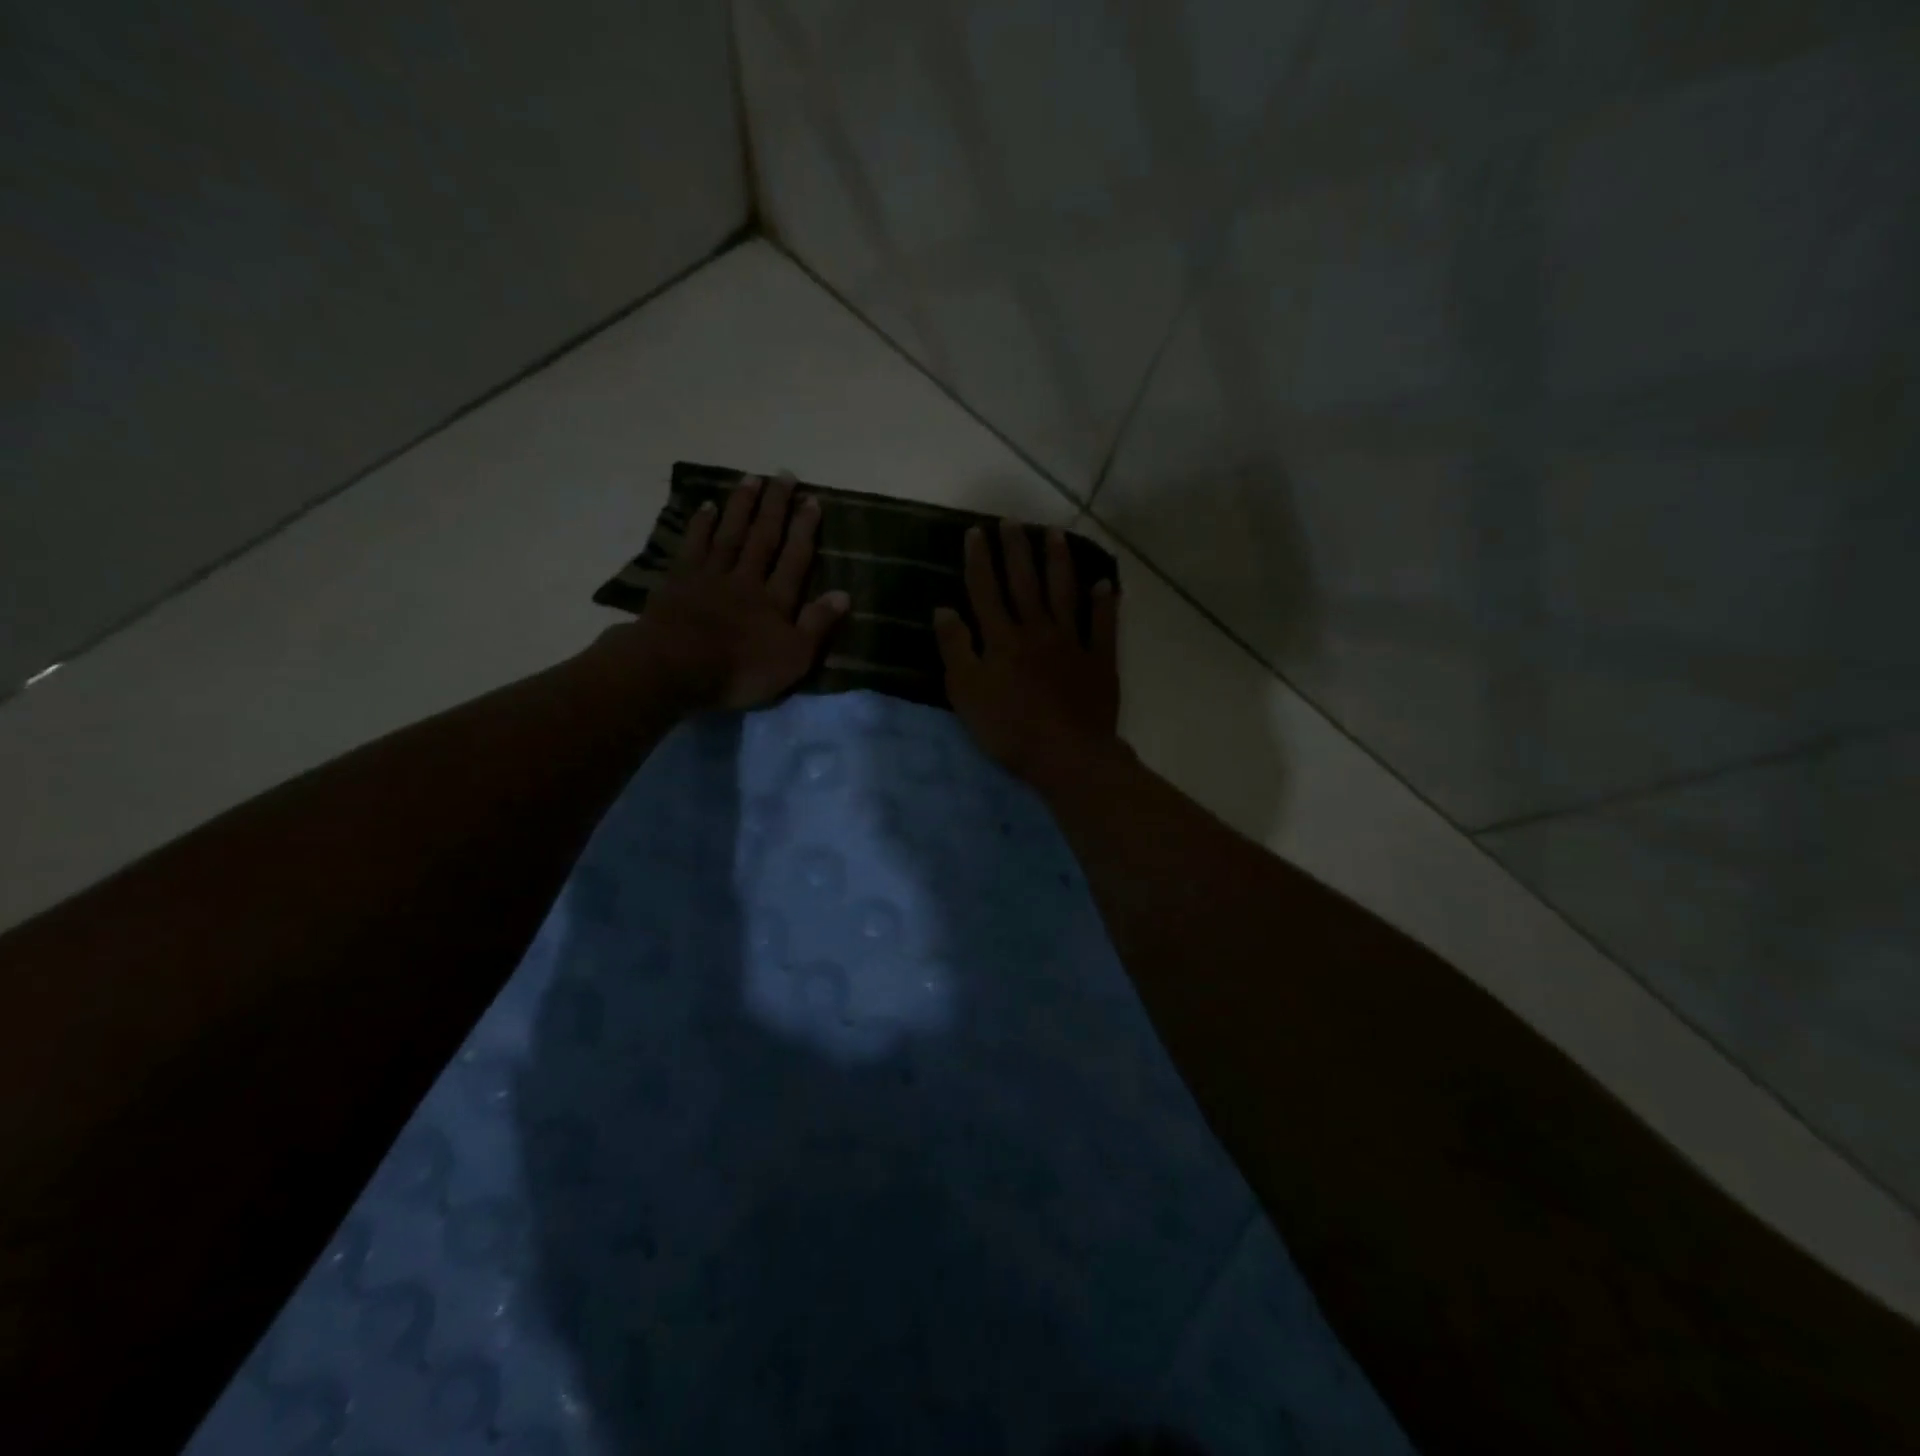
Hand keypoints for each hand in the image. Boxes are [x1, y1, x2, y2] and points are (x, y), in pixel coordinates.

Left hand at [588, 472, 849, 712]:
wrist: (675, 667)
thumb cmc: (740, 670)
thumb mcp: (793, 658)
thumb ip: (817, 625)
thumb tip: (844, 594)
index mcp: (775, 600)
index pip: (795, 558)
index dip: (804, 529)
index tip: (812, 500)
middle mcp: (746, 579)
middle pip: (764, 537)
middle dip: (776, 506)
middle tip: (785, 475)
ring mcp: (710, 576)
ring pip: (730, 533)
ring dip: (742, 506)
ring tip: (752, 478)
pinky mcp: (679, 581)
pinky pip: (694, 545)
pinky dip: (702, 524)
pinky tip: (708, 505)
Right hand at [933, 520, 1120, 784]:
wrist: (1067, 754)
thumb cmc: (1009, 728)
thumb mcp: (966, 692)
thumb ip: (955, 648)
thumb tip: (943, 608)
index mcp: (1002, 638)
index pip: (985, 591)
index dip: (979, 561)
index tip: (976, 532)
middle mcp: (1037, 630)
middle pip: (1024, 583)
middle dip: (1016, 550)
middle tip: (1012, 521)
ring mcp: (1072, 643)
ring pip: (1064, 594)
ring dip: (1058, 562)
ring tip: (1054, 534)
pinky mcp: (1100, 661)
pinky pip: (1103, 626)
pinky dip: (1104, 603)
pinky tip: (1104, 583)